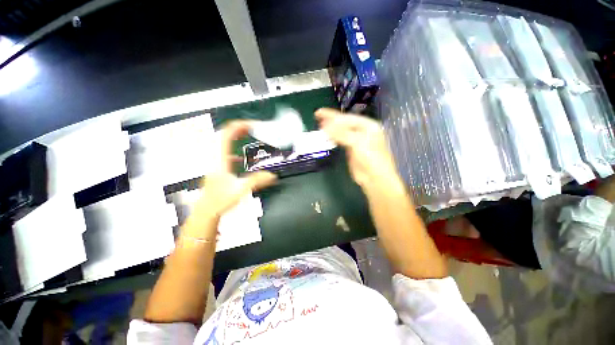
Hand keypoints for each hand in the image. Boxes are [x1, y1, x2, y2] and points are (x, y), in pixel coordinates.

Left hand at [187, 121, 276, 238]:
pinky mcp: (218, 169)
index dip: (239, 127)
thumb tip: (272, 175)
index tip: (252, 125)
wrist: (206, 212)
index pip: (226, 135)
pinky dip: (234, 150)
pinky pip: (225, 153)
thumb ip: (258, 181)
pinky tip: (242, 158)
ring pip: (223, 143)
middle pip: (224, 136)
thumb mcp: (241, 189)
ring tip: (247, 136)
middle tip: (252, 128)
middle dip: (238, 129)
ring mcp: (215, 163)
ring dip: (235, 137)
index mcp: (220, 159)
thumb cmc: (220, 200)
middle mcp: (216, 158)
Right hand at [315, 108, 398, 188]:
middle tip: (317, 116)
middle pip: (344, 123)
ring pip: (342, 131)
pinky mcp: (351, 149)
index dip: (333, 115)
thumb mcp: (357, 143)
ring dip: (331, 128)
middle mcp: (363, 131)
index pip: (348, 117)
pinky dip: (333, 137)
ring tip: (319, 125)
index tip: (320, 113)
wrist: (374, 177)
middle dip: (331, 120)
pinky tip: (327, 135)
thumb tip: (325, 125)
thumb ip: (341, 133)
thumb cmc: (370, 158)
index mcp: (368, 125)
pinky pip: (341, 140)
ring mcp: (357, 140)